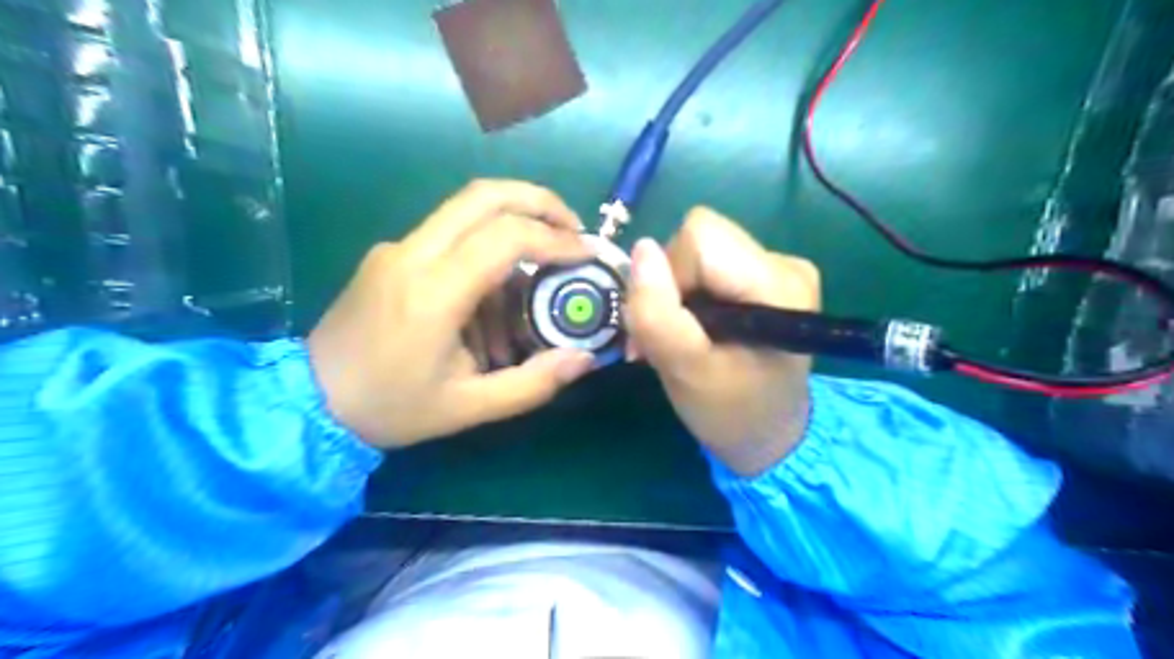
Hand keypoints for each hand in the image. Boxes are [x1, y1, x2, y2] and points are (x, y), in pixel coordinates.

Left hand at [307, 181, 597, 447]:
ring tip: (539, 273)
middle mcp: (412, 254)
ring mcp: (397, 248)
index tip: (586, 253)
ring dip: (514, 226)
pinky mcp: (391, 253)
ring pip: (467, 208)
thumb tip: (584, 358)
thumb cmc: (391, 408)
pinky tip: (494, 297)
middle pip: (484, 195)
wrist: (308, 400)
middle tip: (573, 230)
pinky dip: (486, 250)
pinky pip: (450, 235)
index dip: (554, 238)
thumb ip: (532, 384)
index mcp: (432, 293)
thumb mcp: (469, 408)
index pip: (504, 236)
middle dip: (539, 202)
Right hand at [622, 208, 818, 475]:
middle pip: (699, 237)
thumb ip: (657, 313)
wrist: (769, 435)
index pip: (700, 237)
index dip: (670, 275)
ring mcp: (780, 266)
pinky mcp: (767, 275)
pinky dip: (691, 293)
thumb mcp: (685, 370)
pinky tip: (698, 328)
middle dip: (670, 283)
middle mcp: (786, 263)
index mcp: (777, 284)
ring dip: (676, 291)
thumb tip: (641, 249)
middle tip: (668, 335)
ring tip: (681, 337)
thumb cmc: (730, 412)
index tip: (670, 324)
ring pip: (699, 250)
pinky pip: (710, 263)